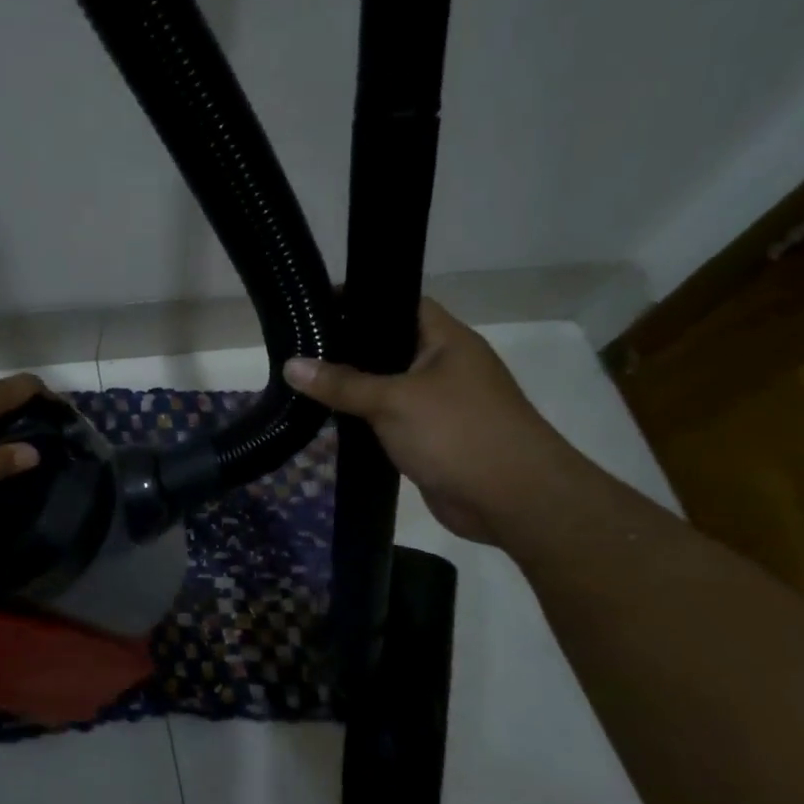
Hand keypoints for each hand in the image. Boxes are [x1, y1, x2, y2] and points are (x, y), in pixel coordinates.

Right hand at [284, 300, 579, 544]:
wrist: (514, 501)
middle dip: (347, 348)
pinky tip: (327, 420)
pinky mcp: (429, 438)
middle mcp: (444, 366)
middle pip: (387, 346)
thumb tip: (290, 364)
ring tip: (302, 381)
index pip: (399, 304)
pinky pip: (389, 420)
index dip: (359, 301)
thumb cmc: (459, 433)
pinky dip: (363, 420)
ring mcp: (438, 404)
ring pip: (386, 386)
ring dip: (352, 389)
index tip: (315, 307)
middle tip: (299, 347)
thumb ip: (342, 383)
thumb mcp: (394, 401)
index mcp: (447, 341)